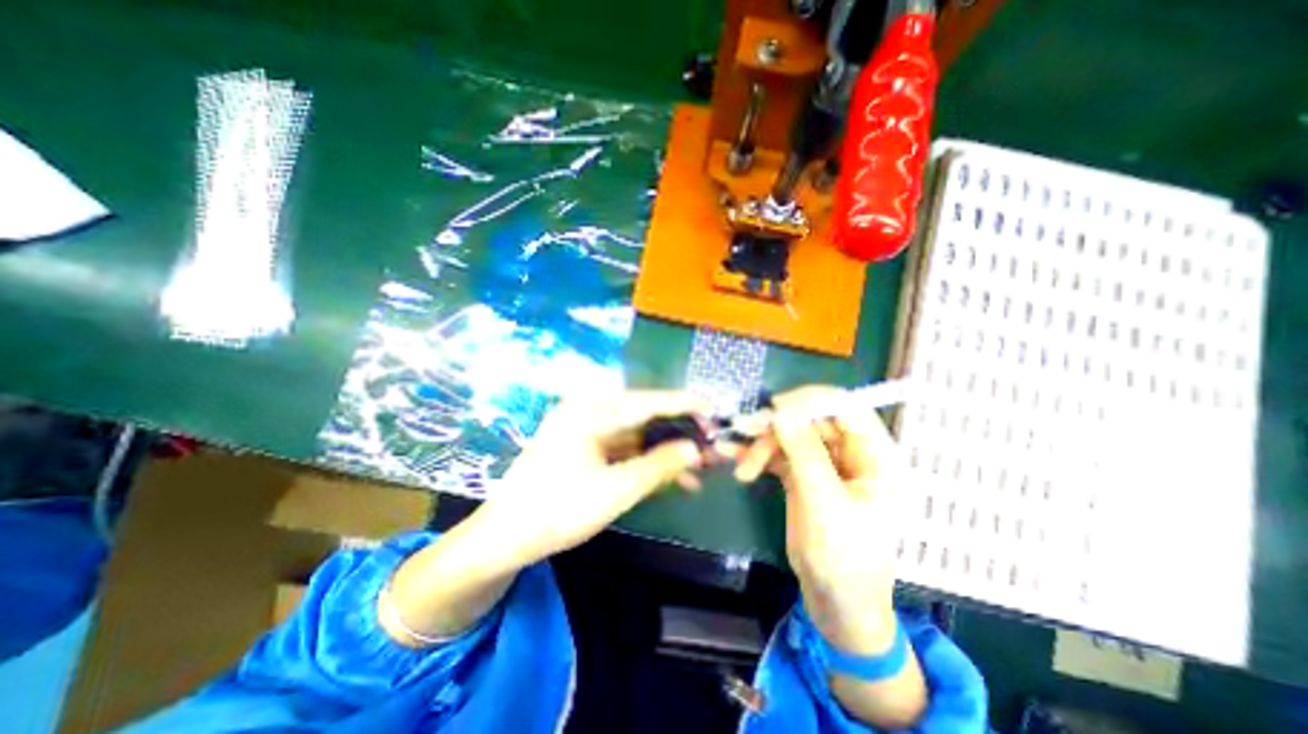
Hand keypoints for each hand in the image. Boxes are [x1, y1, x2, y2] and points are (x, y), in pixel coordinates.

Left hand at [479, 389, 709, 566]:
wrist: (504, 539)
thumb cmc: (557, 510)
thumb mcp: (616, 489)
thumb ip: (659, 466)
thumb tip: (695, 449)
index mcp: (590, 411)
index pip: (647, 401)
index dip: (682, 403)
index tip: (712, 405)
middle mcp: (588, 413)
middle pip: (643, 418)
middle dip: (678, 433)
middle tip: (710, 444)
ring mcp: (585, 431)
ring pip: (636, 436)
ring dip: (665, 452)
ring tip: (699, 467)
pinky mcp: (585, 449)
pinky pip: (624, 450)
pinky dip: (646, 462)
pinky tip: (671, 478)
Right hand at [730, 384, 905, 654]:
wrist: (836, 604)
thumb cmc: (845, 560)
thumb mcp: (826, 504)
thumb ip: (805, 454)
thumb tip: (781, 412)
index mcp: (876, 458)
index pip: (848, 409)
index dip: (813, 400)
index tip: (777, 407)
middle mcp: (851, 455)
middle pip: (812, 421)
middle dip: (778, 427)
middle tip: (745, 431)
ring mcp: (825, 465)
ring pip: (792, 436)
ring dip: (762, 444)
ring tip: (738, 462)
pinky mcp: (803, 476)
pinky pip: (779, 455)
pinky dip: (757, 455)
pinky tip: (734, 456)